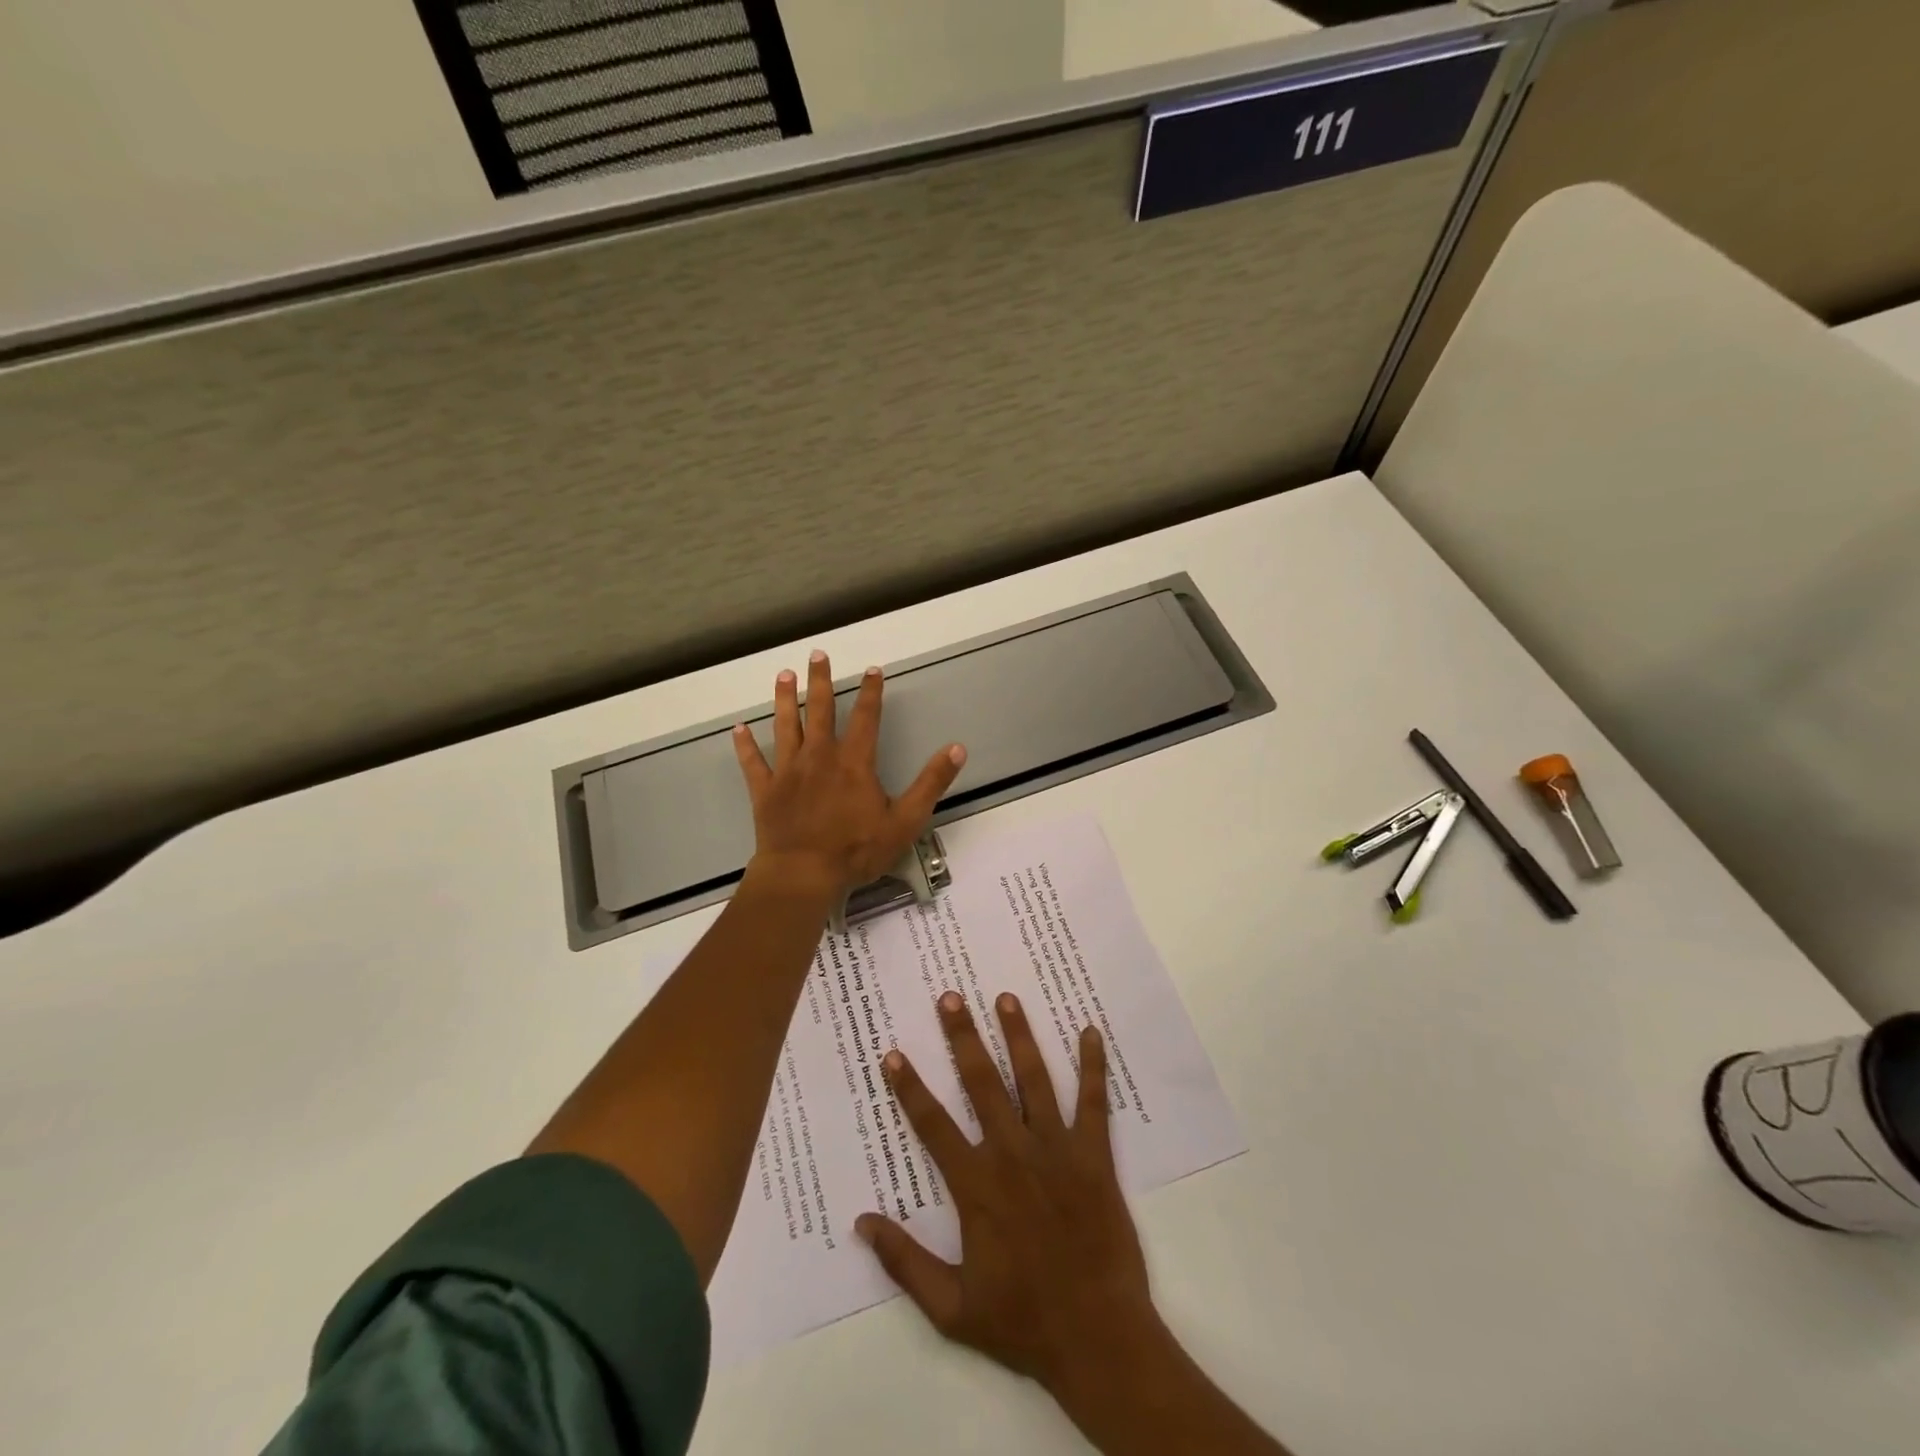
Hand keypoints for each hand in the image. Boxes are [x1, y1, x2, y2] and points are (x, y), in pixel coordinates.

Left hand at [732, 650, 964, 905]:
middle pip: (819, 710)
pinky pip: (753, 763)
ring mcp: (788, 772)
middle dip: (820, 681)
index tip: (872, 669)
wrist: (803, 875)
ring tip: (783, 675)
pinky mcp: (765, 791)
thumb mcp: (905, 820)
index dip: (870, 692)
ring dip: (784, 699)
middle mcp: (819, 757)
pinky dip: (745, 746)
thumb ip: (931, 783)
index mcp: (854, 762)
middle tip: (817, 654)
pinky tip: (739, 729)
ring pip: (785, 727)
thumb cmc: (856, 850)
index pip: (865, 717)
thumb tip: (957, 748)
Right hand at [856, 991, 1164, 1405]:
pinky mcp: (1094, 1155)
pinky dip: (1093, 1066)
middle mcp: (1013, 1154)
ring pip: (1033, 1079)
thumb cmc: (1022, 1322)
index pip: (933, 1125)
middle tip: (951, 997)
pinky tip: (1090, 1031)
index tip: (893, 1053)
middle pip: (982, 1083)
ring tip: (1006, 998)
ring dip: (1018, 1036)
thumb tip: (862, 1222)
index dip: (910, 1088)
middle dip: (963, 1037)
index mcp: (977, 1186)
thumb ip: (904, 1261)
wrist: (1098, 1339)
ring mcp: (1056, 1150)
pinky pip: (1093, 1102)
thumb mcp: (950, 1308)